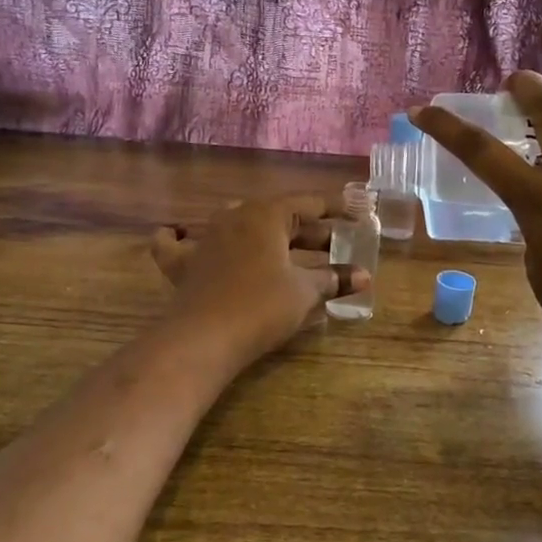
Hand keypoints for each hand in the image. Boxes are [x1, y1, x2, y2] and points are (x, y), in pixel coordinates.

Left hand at [150, 194, 368, 369]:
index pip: (309, 203)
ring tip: (282, 245)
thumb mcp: (304, 291)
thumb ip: (334, 279)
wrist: (204, 338)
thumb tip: (364, 276)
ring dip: (262, 233)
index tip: (357, 213)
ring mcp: (205, 238)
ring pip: (236, 223)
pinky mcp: (183, 264)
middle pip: (277, 216)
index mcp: (266, 214)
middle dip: (307, 230)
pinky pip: (177, 243)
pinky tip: (180, 234)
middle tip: (334, 245)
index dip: (336, 208)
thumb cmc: (262, 306)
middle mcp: (234, 216)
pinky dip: (180, 238)